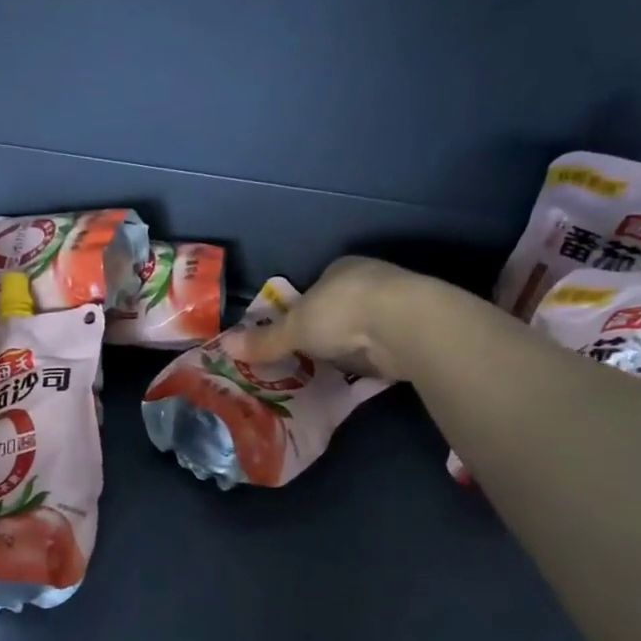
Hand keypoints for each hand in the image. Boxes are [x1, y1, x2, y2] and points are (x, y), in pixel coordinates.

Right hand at [229, 256, 449, 380]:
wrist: (405, 324)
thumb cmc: (342, 313)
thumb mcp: (294, 328)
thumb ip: (264, 340)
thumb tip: (224, 347)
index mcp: (341, 268)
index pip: (317, 285)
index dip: (304, 307)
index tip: (295, 331)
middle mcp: (370, 279)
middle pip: (342, 305)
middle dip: (329, 327)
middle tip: (311, 353)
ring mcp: (396, 303)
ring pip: (366, 324)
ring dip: (354, 343)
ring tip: (335, 368)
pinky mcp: (415, 329)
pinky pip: (385, 345)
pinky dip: (375, 358)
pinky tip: (365, 372)